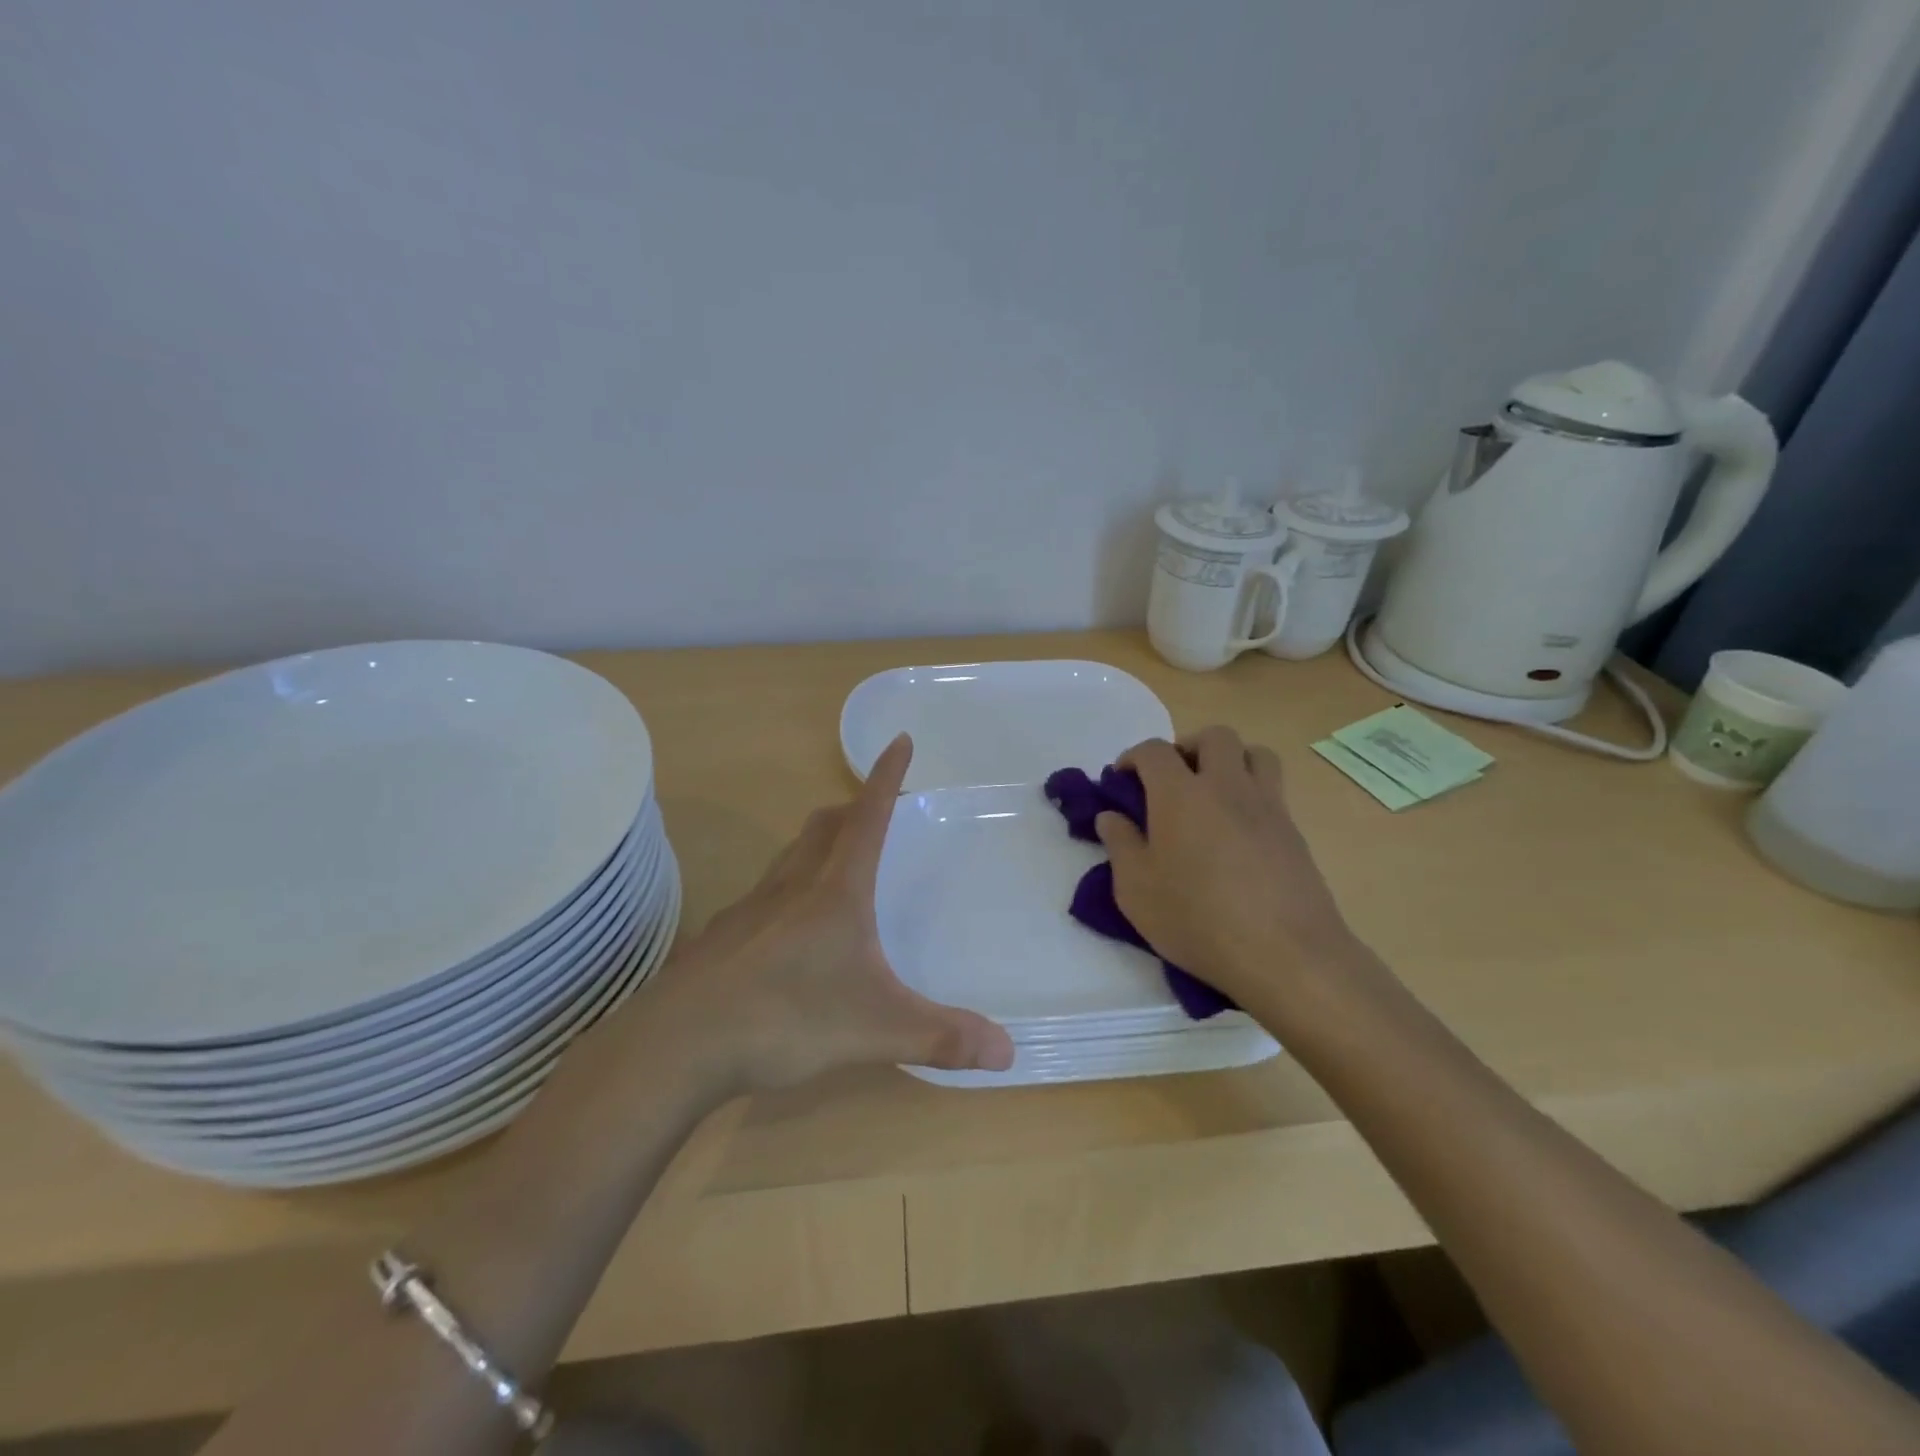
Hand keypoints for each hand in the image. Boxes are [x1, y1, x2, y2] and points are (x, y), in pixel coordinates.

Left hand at [643, 734, 1014, 1092]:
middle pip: (825, 825)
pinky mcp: (724, 936)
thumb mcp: (877, 1029)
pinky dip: (788, 886)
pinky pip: (765, 892)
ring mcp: (751, 907)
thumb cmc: (787, 1018)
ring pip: (791, 854)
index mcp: (835, 891)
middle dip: (854, 808)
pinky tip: (789, 928)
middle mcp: (792, 885)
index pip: (868, 817)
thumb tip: (1009, 1053)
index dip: (887, 777)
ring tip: (837, 861)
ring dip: (819, 842)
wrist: (679, 1043)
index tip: (900, 740)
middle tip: (875, 814)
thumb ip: (942, 1037)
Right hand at [1094, 727, 1358, 1004]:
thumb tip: (1111, 817)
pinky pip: (1273, 790)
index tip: (1122, 781)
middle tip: (1172, 781)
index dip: (1133, 757)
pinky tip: (1238, 832)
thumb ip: (1120, 845)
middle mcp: (1226, 786)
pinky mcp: (1294, 831)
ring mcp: (1267, 806)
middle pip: (1213, 737)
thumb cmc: (1197, 919)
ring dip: (1230, 760)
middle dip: (1187, 747)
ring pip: (1254, 753)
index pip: (1154, 751)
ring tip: (1213, 793)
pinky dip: (1252, 793)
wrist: (1285, 954)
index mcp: (1180, 794)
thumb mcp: (1136, 890)